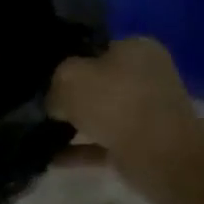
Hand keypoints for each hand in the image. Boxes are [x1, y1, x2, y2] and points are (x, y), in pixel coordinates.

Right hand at [48, 38, 200, 174]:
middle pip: (98, 82)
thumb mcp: (69, 78)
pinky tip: (52, 157)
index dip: (68, 58)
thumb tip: (54, 101)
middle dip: (72, 94)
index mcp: (136, 48)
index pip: (95, 46)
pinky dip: (81, 150)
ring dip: (76, 123)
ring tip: (42, 130)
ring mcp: (147, 113)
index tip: (45, 73)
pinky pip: (104, 144)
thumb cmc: (116, 102)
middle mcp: (146, 76)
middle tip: (42, 102)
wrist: (161, 157)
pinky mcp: (144, 146)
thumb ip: (55, 84)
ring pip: (101, 114)